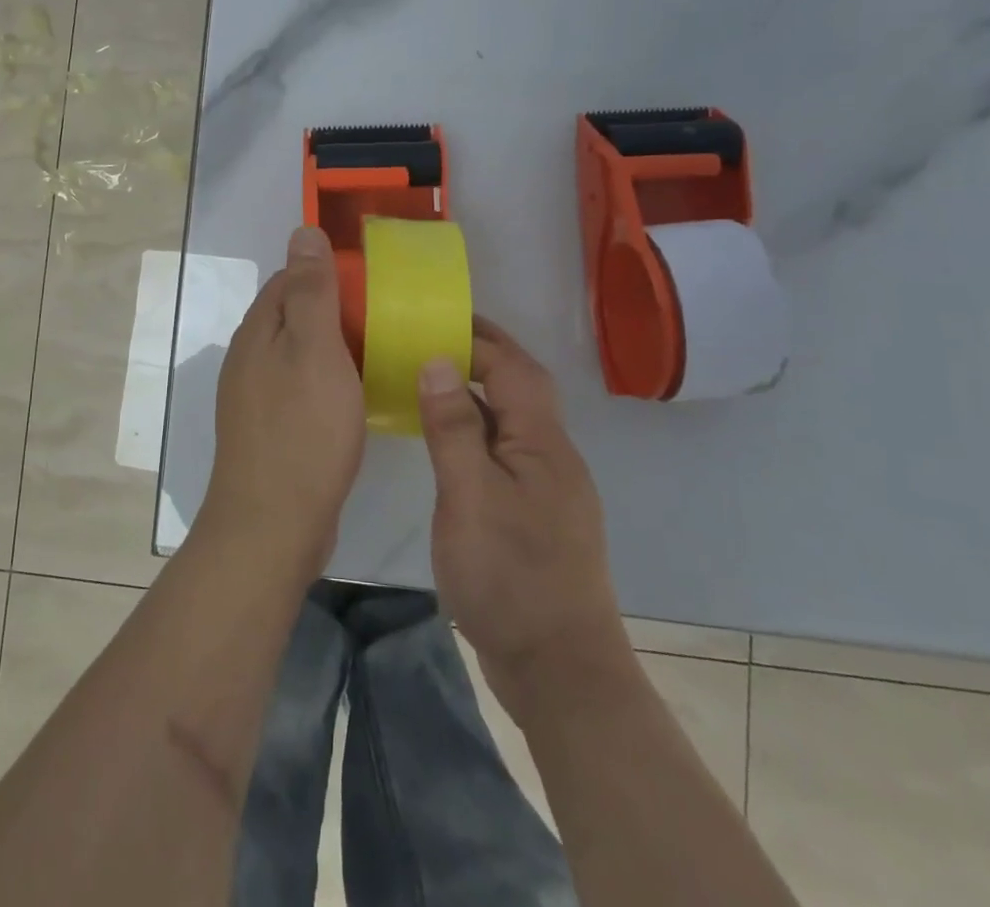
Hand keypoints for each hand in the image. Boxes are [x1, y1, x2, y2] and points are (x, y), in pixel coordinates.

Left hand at [202, 226, 366, 581]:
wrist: (272, 525)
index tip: (371, 282)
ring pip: (298, 354)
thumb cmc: (301, 430)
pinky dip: (327, 381)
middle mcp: (248, 358)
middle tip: (385, 318)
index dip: (327, 273)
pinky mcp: (268, 430)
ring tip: (378, 352)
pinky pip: (300, 388)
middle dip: (334, 310)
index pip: (288, 280)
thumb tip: (302, 231)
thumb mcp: (313, 349)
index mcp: (257, 332)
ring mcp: (254, 397)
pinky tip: (355, 397)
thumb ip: (309, 291)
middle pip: (292, 316)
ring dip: (333, 348)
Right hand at [418, 317, 630, 717]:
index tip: (433, 317)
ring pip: (512, 421)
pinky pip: (505, 451)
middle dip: (481, 354)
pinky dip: (476, 430)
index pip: (513, 367)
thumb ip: (453, 427)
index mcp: (542, 443)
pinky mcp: (536, 515)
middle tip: (429, 336)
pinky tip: (447, 443)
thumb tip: (437, 360)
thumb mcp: (470, 497)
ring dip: (477, 392)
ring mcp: (547, 488)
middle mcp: (553, 455)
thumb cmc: (510, 577)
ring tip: (429, 378)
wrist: (560, 672)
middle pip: (520, 387)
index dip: (476, 337)